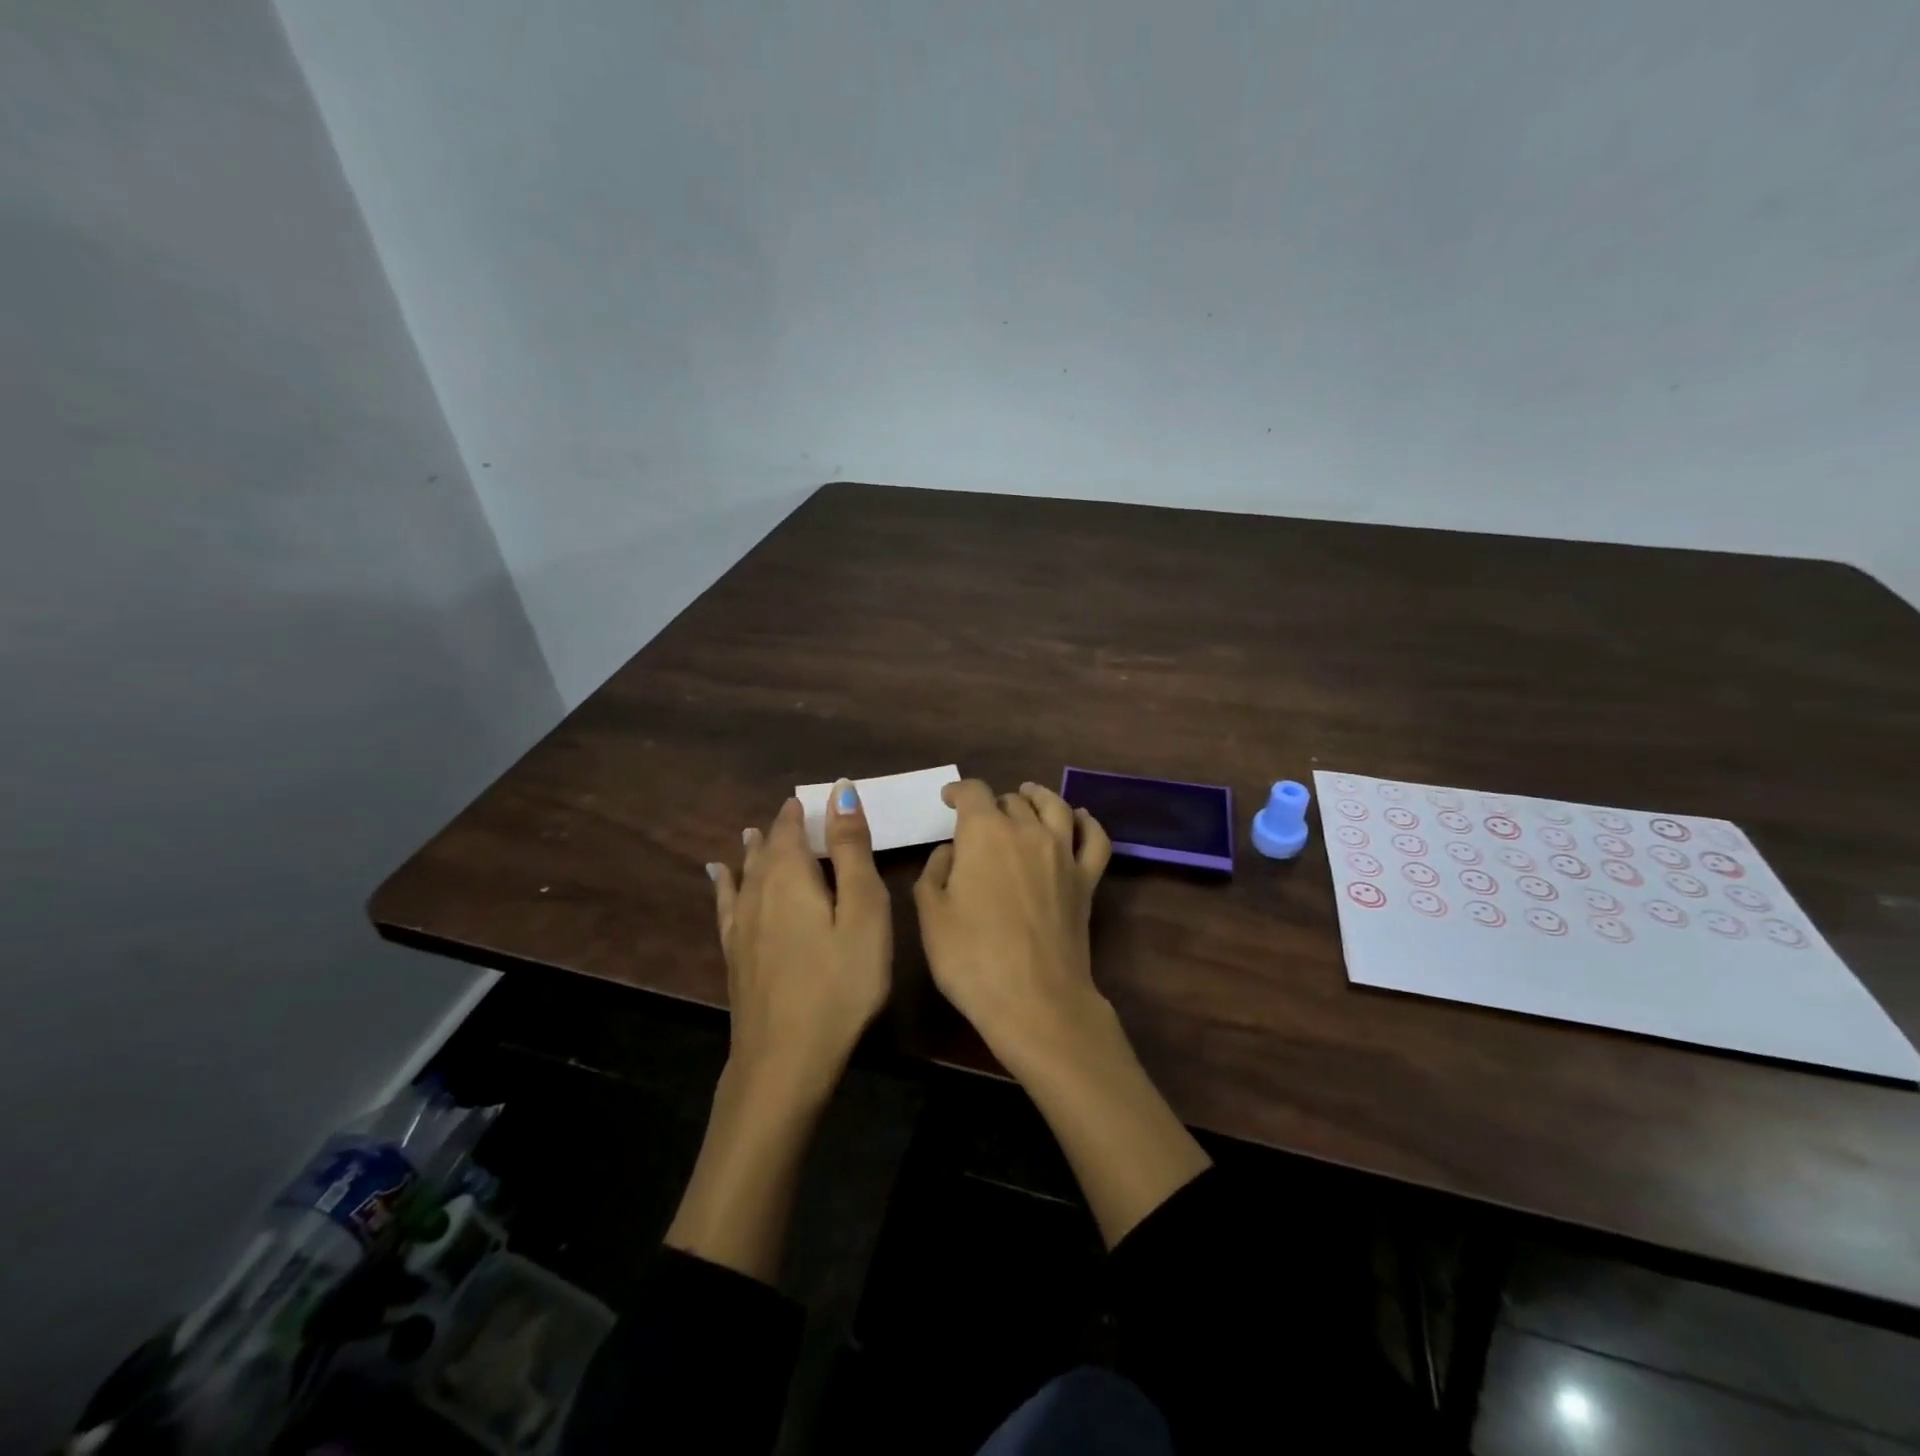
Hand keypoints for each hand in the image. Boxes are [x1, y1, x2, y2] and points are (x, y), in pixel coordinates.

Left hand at [708, 783, 891, 1096]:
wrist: (785, 1059)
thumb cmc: (840, 983)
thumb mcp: (863, 912)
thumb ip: (850, 851)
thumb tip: (840, 791)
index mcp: (791, 877)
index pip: (791, 829)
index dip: (803, 811)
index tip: (816, 798)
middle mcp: (759, 893)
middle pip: (767, 850)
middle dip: (781, 829)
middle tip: (795, 814)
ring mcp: (741, 927)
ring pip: (745, 874)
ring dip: (754, 851)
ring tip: (755, 833)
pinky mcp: (735, 956)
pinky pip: (726, 905)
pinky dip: (724, 884)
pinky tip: (717, 876)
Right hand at [913, 779, 1112, 1066]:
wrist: (1035, 1000)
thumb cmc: (972, 959)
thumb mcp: (931, 916)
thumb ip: (935, 872)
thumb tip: (951, 851)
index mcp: (984, 833)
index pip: (972, 792)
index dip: (957, 791)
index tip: (947, 799)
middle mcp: (1027, 831)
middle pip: (1011, 800)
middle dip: (992, 804)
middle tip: (980, 820)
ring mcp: (1063, 853)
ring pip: (1054, 806)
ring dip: (1037, 796)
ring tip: (1028, 795)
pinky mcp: (1087, 879)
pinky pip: (1094, 838)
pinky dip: (1087, 822)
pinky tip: (1079, 818)